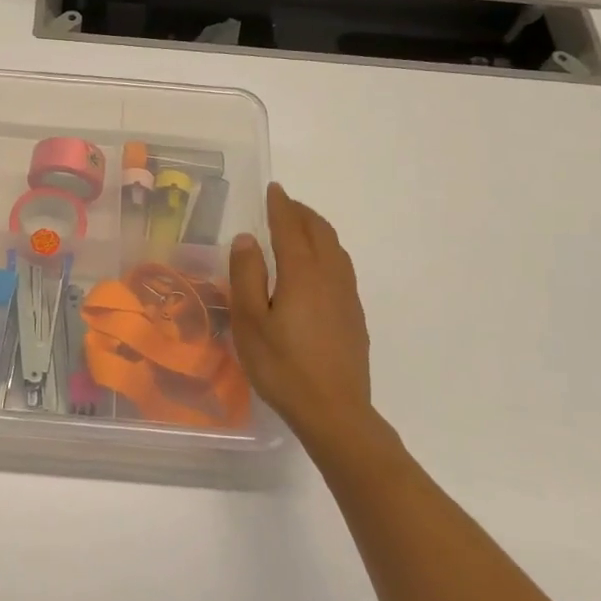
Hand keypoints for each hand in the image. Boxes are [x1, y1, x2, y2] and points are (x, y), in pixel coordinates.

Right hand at [230, 183, 382, 449]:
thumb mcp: (250, 321)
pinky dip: (328, 251)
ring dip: (318, 230)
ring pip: (336, 249)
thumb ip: (247, 275)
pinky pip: (342, 267)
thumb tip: (247, 238)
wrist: (334, 411)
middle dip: (302, 213)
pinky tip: (318, 267)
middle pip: (320, 233)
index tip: (274, 189)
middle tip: (285, 204)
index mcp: (302, 273)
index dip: (281, 206)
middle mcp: (329, 276)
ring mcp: (346, 297)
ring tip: (301, 227)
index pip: (291, 228)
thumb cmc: (282, 366)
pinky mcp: (354, 316)